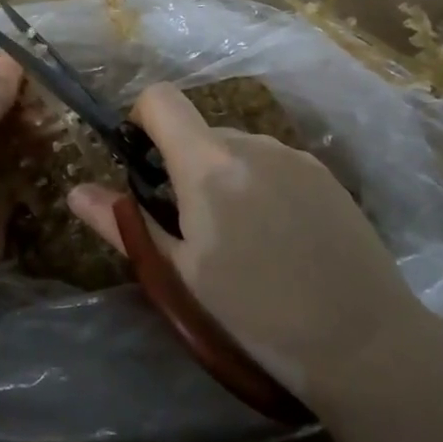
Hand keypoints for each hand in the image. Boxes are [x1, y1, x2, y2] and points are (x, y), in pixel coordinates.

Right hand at [67, 83, 426, 396]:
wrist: (365, 342)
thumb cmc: (257, 313)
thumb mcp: (181, 274)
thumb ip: (125, 225)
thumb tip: (76, 192)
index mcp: (208, 163)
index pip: (160, 99)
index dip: (141, 120)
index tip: (143, 166)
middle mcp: (251, 142)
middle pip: (199, 131)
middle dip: (184, 165)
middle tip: (194, 231)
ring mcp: (294, 155)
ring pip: (237, 149)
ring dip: (224, 177)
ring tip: (244, 243)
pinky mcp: (325, 174)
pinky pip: (273, 164)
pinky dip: (260, 186)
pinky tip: (282, 241)